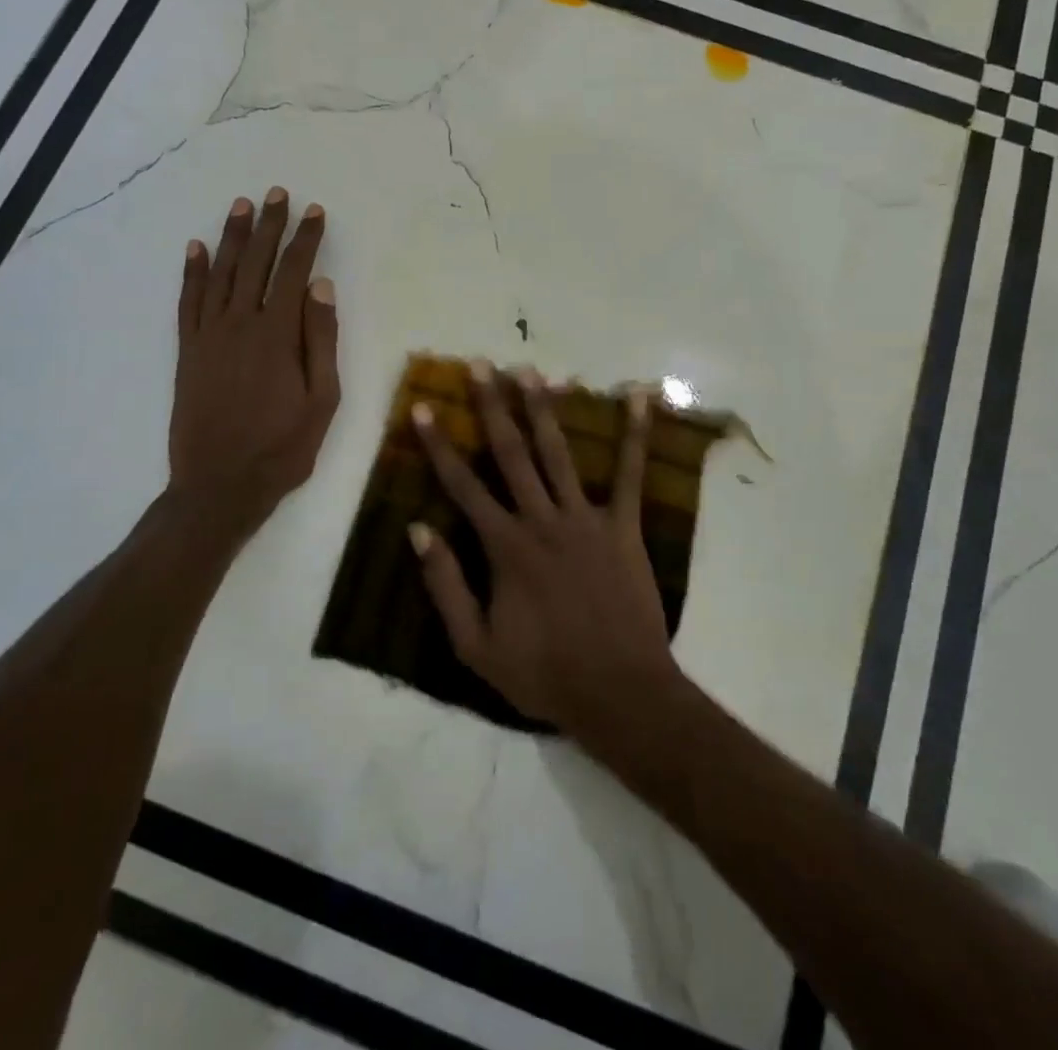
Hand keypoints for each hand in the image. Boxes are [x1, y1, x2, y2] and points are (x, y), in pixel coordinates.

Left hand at [168, 188, 339, 537]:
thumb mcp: (322, 400)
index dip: (306, 240)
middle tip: (276, 194)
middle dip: (269, 226)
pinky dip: (191, 272)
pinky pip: (188, 302)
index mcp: (278, 335)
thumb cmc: (282, 448)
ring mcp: (208, 336)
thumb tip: (321, 287)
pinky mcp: (188, 351)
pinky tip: (195, 248)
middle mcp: (239, 324)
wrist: (220, 485)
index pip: (294, 273)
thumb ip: (321, 340)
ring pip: (220, 274)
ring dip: (231, 238)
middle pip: (255, 263)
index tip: (315, 211)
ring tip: (241, 206)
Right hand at [410, 362, 681, 737]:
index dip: (439, 445)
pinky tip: (639, 397)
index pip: (462, 485)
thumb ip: (445, 585)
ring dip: (543, 409)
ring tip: (531, 370)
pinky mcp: (624, 526)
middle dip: (492, 406)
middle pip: (510, 453)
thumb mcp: (475, 646)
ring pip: (559, 453)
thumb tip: (418, 529)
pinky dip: (635, 434)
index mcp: (505, 546)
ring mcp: (586, 518)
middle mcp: (542, 519)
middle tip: (479, 365)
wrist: (619, 692)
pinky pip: (632, 473)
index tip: (424, 408)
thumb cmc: (544, 673)